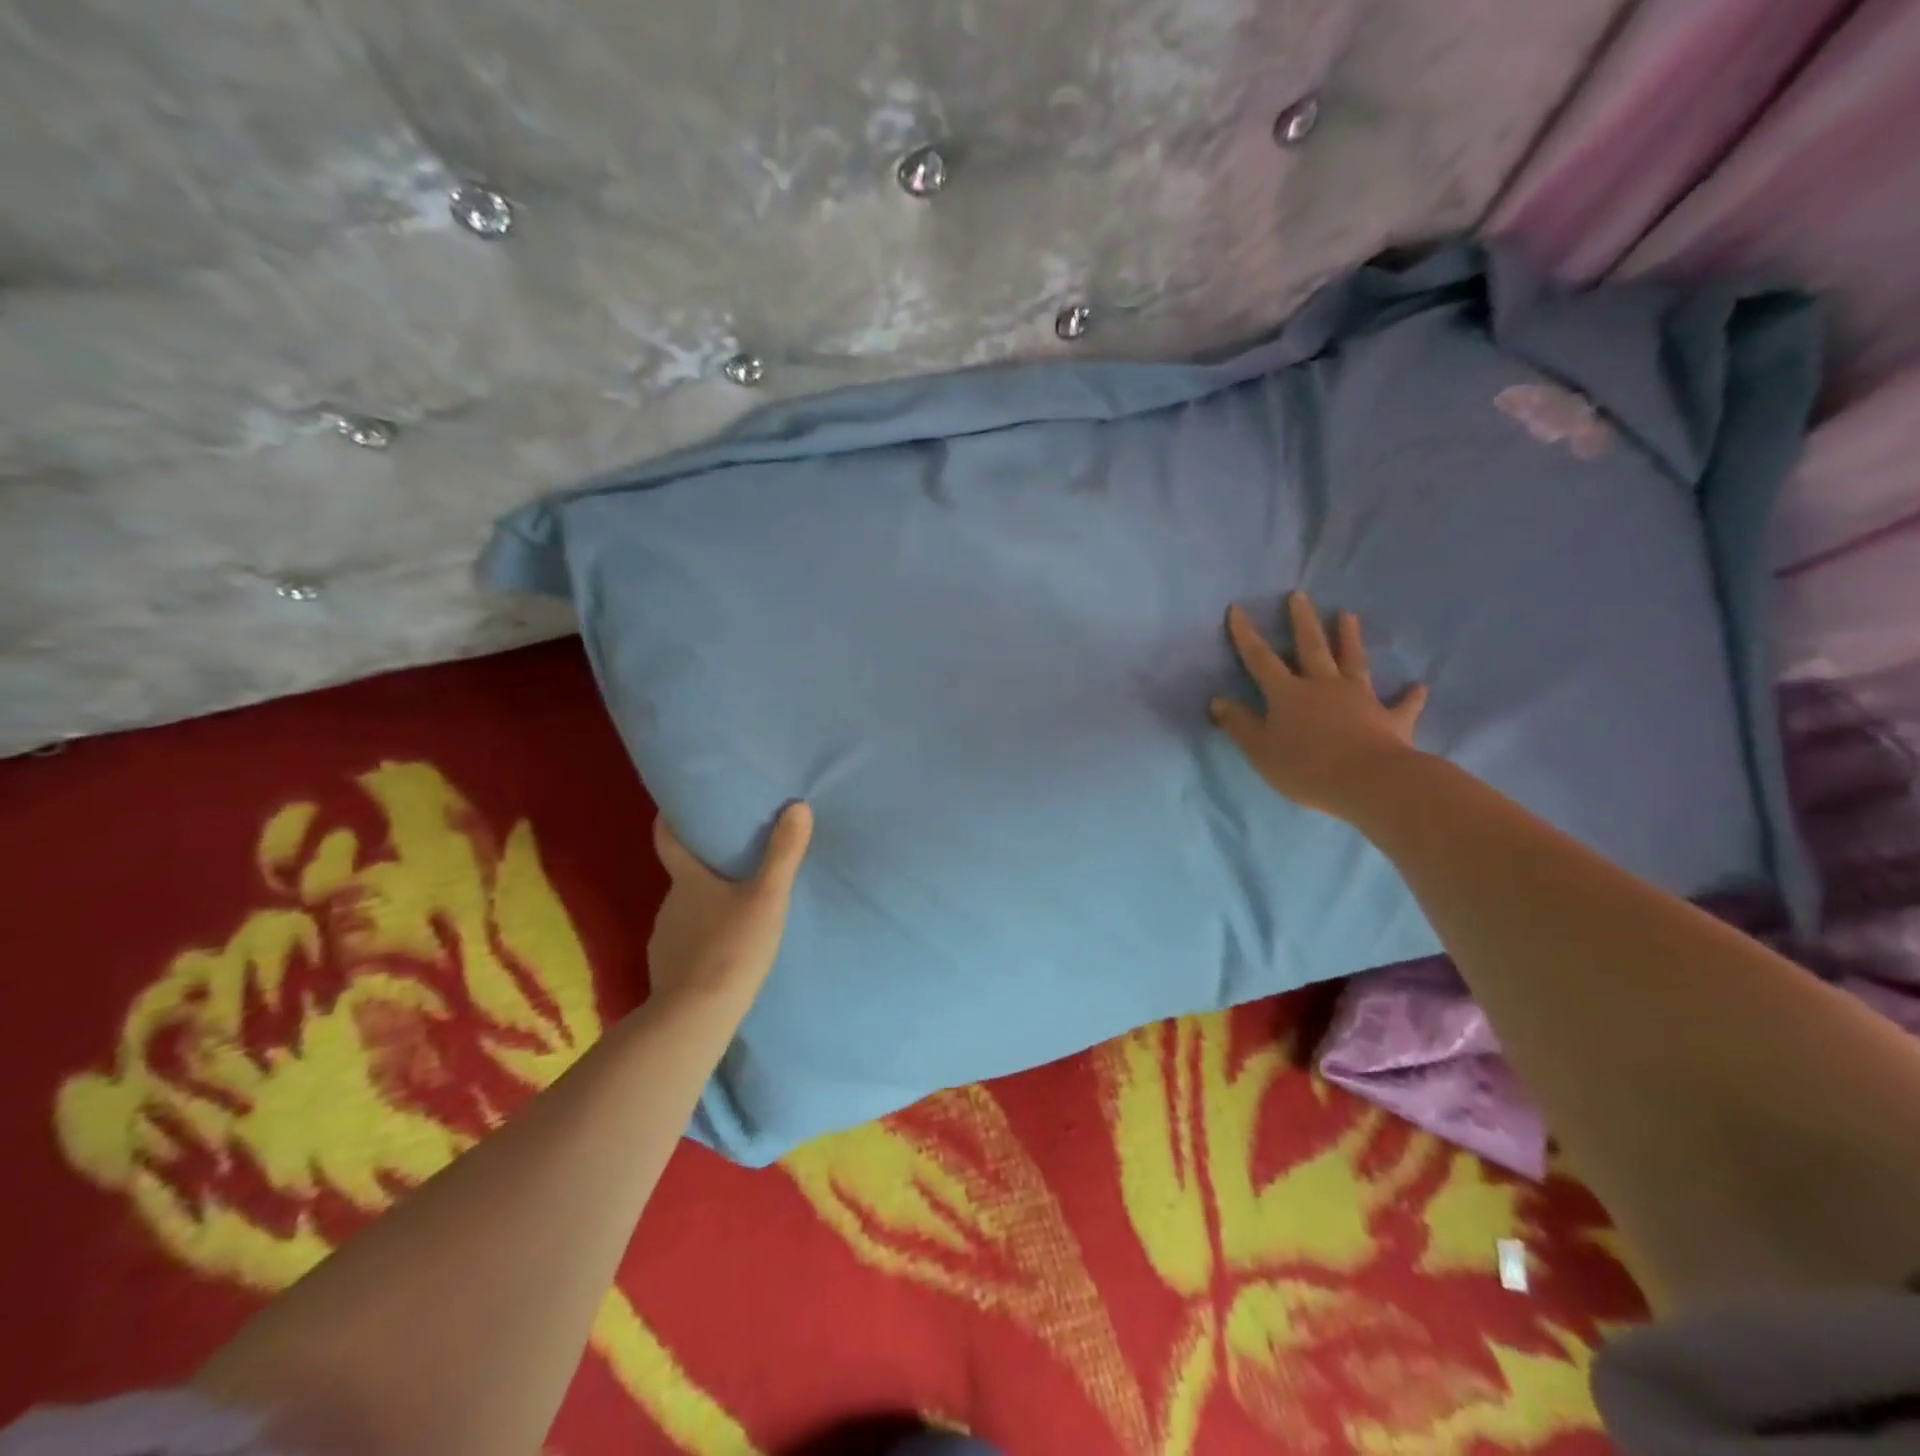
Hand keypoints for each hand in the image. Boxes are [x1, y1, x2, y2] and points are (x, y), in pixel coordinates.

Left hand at [647, 803, 812, 1005]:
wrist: (696, 1016)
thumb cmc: (732, 947)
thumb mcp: (768, 897)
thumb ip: (783, 853)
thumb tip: (797, 806)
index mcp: (688, 879)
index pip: (667, 839)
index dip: (670, 820)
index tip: (677, 808)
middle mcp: (670, 903)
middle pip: (684, 875)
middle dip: (705, 866)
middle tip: (736, 859)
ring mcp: (665, 938)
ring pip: (687, 910)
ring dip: (707, 905)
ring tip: (737, 906)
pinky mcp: (667, 969)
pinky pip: (686, 942)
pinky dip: (702, 938)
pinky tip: (724, 948)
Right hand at [1209, 592, 1428, 818]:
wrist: (1370, 783)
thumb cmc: (1306, 768)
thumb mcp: (1260, 750)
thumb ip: (1239, 724)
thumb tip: (1218, 700)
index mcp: (1288, 694)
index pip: (1260, 659)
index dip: (1246, 635)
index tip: (1238, 609)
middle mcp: (1323, 686)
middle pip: (1311, 647)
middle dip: (1302, 620)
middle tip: (1299, 594)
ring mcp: (1360, 699)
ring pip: (1353, 661)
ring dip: (1350, 638)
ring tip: (1348, 614)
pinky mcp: (1391, 719)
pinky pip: (1402, 705)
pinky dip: (1410, 696)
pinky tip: (1419, 686)